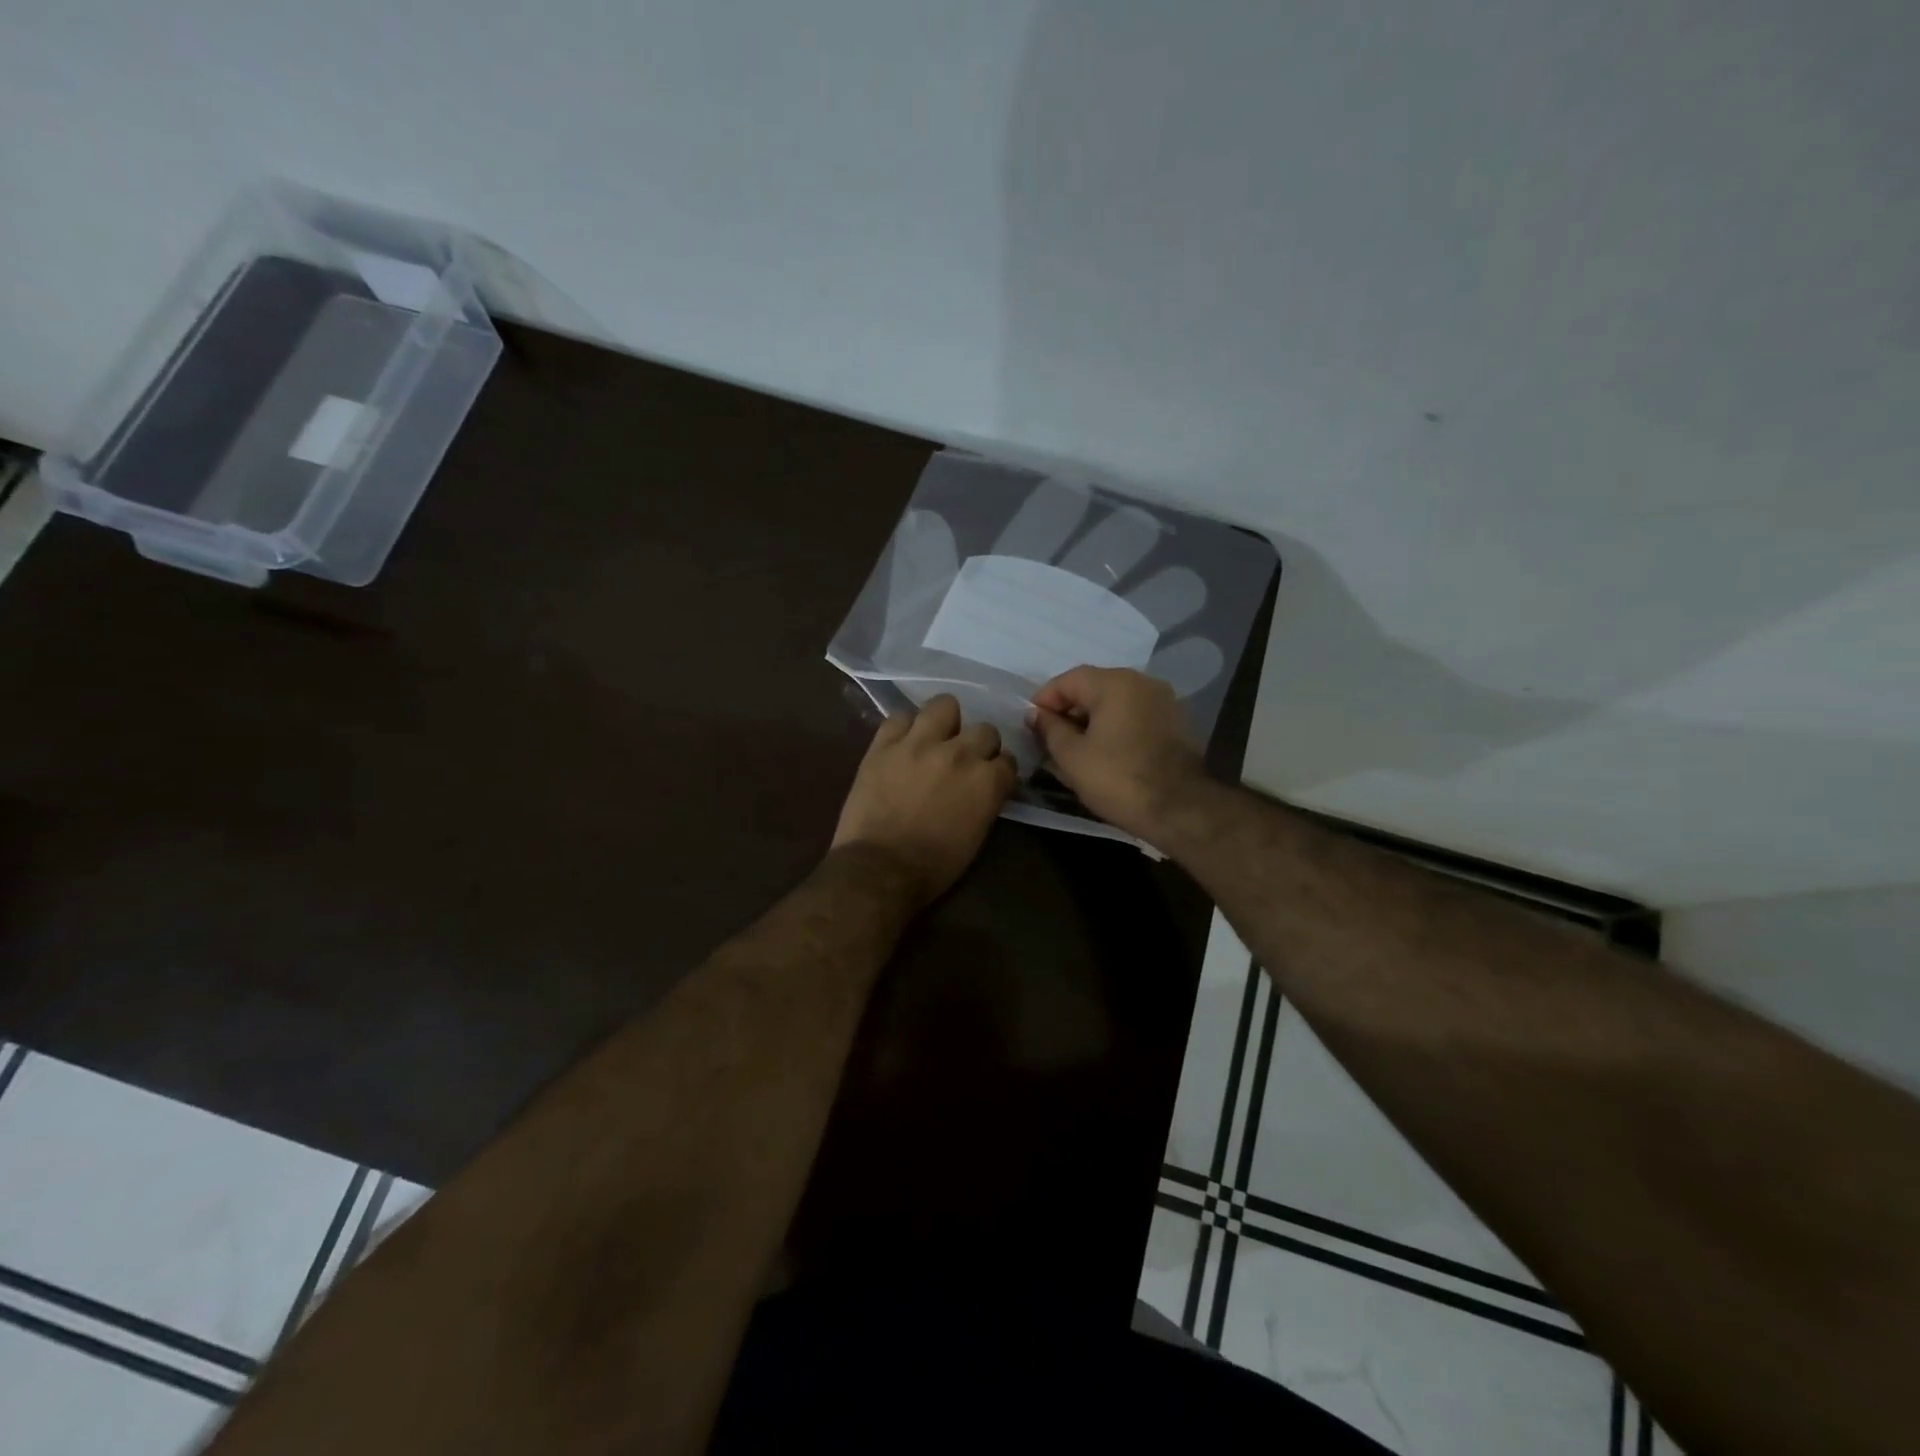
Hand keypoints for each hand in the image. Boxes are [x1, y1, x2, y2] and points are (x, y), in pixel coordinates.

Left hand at [832, 695, 1017, 904]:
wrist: (879, 869)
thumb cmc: (934, 866)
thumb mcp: (977, 836)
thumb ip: (986, 801)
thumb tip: (985, 787)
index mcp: (987, 781)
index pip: (1008, 761)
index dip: (1000, 770)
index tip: (991, 779)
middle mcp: (960, 753)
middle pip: (984, 729)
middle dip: (979, 745)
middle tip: (964, 761)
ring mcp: (920, 743)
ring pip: (944, 705)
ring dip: (945, 721)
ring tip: (935, 737)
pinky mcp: (884, 744)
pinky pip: (899, 716)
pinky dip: (905, 727)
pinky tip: (903, 742)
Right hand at [1029, 667, 1207, 840]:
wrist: (1180, 809)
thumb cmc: (1118, 779)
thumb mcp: (1072, 756)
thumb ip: (1050, 729)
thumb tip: (1036, 715)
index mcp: (1115, 683)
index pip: (1068, 680)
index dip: (1044, 700)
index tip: (1030, 724)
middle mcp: (1142, 682)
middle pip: (1094, 687)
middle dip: (1068, 710)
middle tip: (1049, 738)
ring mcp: (1163, 701)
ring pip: (1115, 702)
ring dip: (1091, 719)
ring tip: (1074, 748)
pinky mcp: (1175, 723)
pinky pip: (1134, 716)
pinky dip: (1115, 727)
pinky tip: (1104, 752)